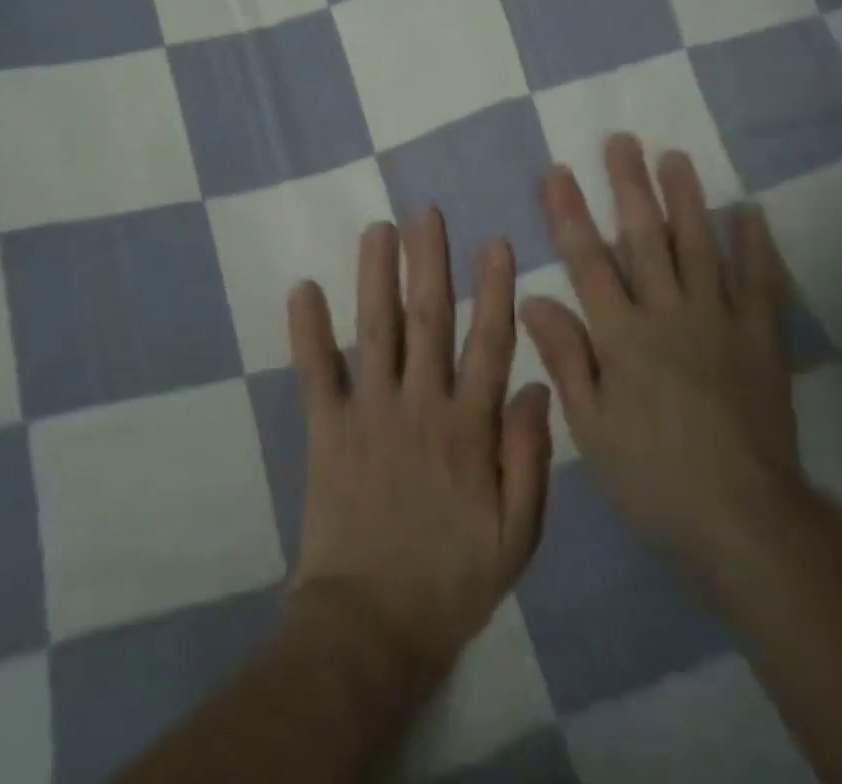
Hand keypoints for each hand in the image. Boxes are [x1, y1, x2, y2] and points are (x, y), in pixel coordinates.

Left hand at [288, 209, 552, 691]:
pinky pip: (316, 373)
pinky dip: (307, 331)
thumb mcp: (517, 536)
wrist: (370, 630)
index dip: (493, 290)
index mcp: (469, 428)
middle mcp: (420, 405)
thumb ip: (529, 458)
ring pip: (377, 330)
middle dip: (430, 261)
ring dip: (377, 276)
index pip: (487, 344)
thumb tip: (539, 387)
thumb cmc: (451, 581)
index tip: (494, 243)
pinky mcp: (327, 431)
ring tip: (378, 228)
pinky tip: (303, 288)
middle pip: (429, 319)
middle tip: (426, 212)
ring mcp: (369, 413)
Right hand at [521, 135, 804, 577]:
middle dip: (629, 186)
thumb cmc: (653, 477)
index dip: (570, 213)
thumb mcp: (592, 427)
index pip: (588, 261)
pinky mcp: (761, 340)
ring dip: (686, 199)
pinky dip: (756, 246)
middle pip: (645, 238)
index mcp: (623, 335)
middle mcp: (669, 314)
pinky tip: (748, 212)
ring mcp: (720, 321)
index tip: (558, 171)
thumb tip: (532, 299)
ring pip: (699, 246)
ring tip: (675, 157)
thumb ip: (566, 357)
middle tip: (622, 140)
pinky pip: (760, 284)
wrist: (744, 521)